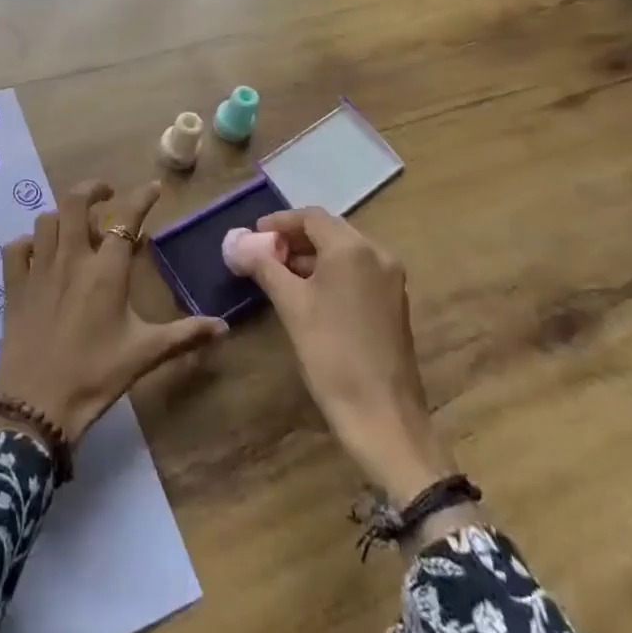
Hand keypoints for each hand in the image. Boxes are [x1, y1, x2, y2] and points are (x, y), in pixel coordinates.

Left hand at [0, 180, 227, 442]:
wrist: (37, 405)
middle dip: (93, 190)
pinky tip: (39, 253)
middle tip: (107, 195)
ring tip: (76, 227)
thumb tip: (224, 327)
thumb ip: (185, 335)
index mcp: (106, 270)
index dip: (142, 198)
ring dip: (63, 216)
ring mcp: (38, 270)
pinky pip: (16, 248)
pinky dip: (29, 243)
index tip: (155, 188)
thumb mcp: (145, 354)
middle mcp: (71, 259)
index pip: (126, 218)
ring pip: (46, 220)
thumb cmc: (96, 376)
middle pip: (75, 202)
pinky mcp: (14, 286)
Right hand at [238, 207, 457, 501]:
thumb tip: (238, 242)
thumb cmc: (332, 353)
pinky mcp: (393, 303)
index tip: (253, 236)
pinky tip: (307, 294)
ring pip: (344, 252)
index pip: (311, 217)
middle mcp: (377, 255)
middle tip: (263, 254)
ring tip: (278, 274)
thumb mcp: (291, 305)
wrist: (383, 415)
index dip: (279, 222)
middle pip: (330, 231)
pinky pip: (357, 272)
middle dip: (294, 238)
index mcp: (353, 249)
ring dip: (311, 256)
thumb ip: (264, 266)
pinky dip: (330, 273)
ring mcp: (390, 279)